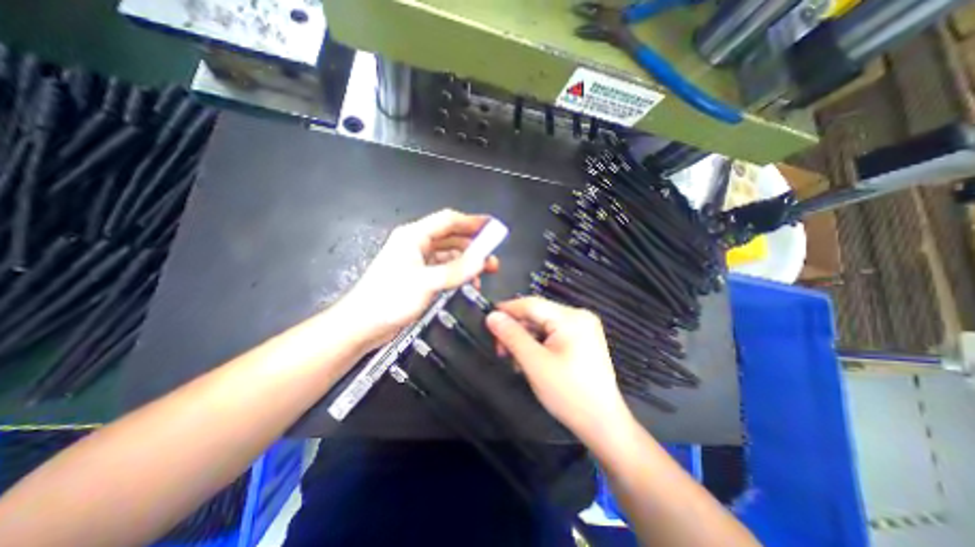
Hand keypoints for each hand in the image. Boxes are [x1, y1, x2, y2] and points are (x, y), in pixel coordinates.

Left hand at [339, 210, 497, 350]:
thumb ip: (456, 271)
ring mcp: (417, 260)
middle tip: (492, 256)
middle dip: (473, 244)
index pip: (449, 221)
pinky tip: (468, 282)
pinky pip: (444, 268)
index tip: (492, 227)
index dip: (472, 221)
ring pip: (449, 253)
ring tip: (484, 271)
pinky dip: (457, 273)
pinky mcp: (419, 276)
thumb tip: (481, 261)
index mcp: (414, 236)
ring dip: (467, 260)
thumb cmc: (388, 299)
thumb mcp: (426, 283)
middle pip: (451, 236)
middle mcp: (416, 244)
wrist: (362, 324)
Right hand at [486, 296, 631, 442]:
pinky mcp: (582, 340)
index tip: (487, 320)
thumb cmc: (568, 393)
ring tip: (515, 361)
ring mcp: (582, 328)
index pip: (532, 304)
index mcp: (571, 318)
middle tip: (500, 350)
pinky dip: (538, 345)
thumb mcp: (534, 363)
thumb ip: (512, 336)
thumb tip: (492, 316)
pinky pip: (552, 335)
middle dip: (517, 331)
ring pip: (543, 326)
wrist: (602, 424)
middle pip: (537, 315)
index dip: (507, 310)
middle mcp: (579, 317)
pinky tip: (530, 361)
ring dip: (525, 340)